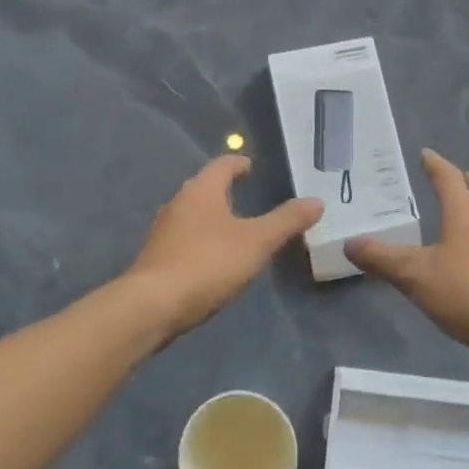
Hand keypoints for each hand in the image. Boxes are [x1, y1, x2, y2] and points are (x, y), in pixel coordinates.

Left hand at [127, 154, 321, 338]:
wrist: (152, 305)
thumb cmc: (208, 263)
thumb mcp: (257, 242)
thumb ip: (286, 221)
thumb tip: (316, 201)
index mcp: (201, 191)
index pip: (222, 165)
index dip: (238, 163)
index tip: (250, 166)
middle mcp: (178, 203)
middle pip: (204, 188)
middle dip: (224, 190)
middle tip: (247, 196)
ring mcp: (163, 231)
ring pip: (192, 214)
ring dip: (211, 216)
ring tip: (233, 228)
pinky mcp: (156, 257)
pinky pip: (184, 239)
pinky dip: (200, 240)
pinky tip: (212, 258)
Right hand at [346, 149, 468, 365]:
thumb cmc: (467, 293)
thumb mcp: (415, 276)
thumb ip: (382, 259)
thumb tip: (350, 243)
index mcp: (465, 214)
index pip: (449, 179)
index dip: (435, 165)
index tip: (426, 154)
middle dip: (466, 181)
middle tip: (454, 178)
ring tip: (463, 213)